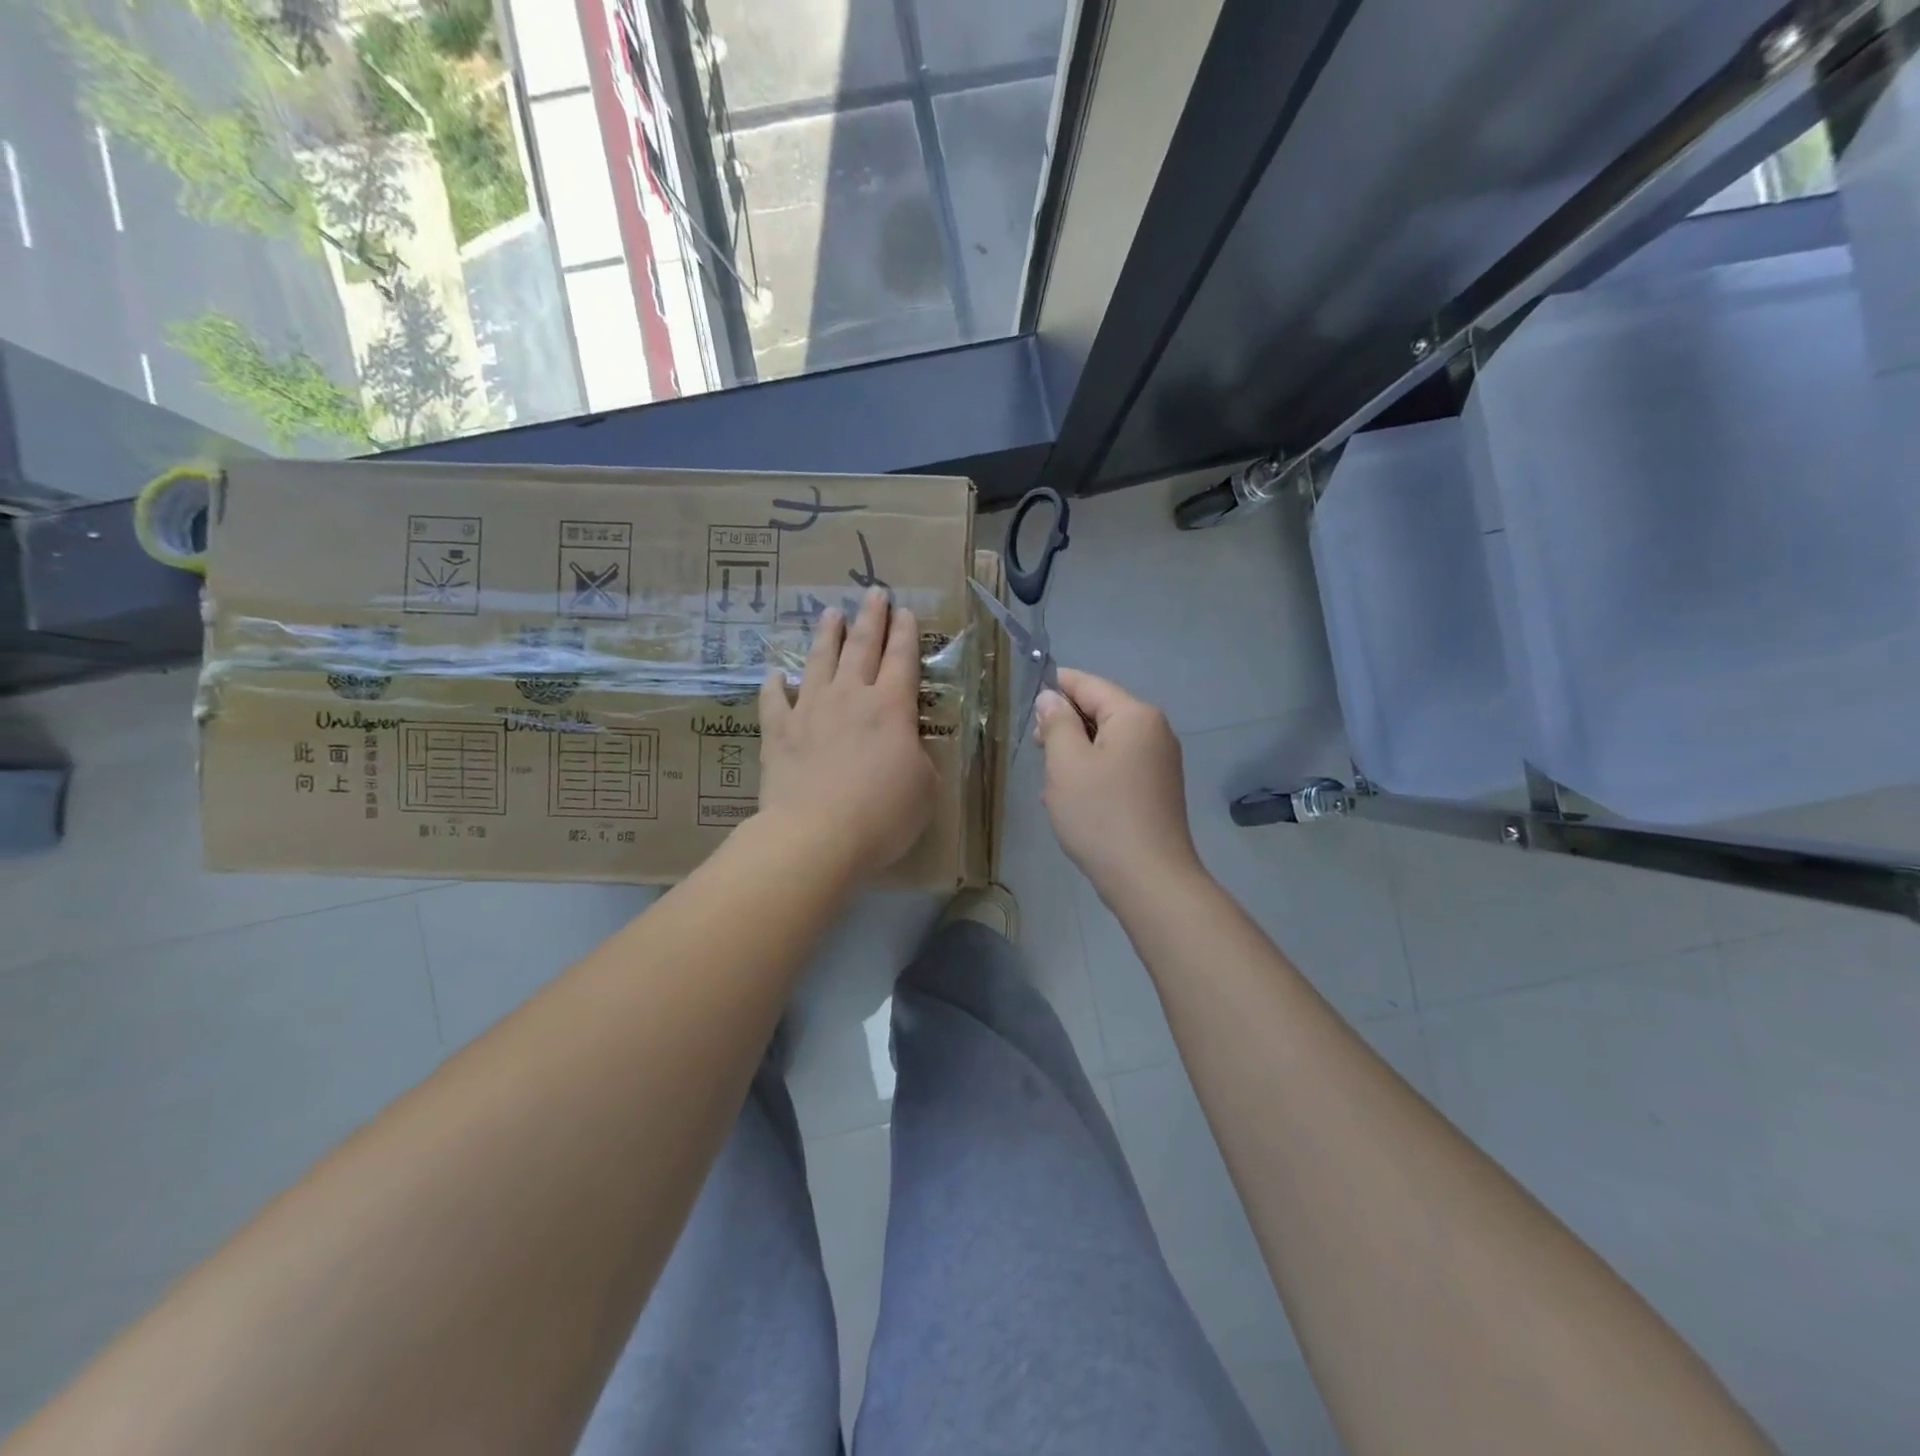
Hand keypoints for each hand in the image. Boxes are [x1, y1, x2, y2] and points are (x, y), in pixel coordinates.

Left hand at [758, 588, 937, 878]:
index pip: (902, 660)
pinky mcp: (778, 732)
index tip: (903, 610)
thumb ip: (919, 759)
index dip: (905, 633)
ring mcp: (810, 711)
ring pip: (819, 661)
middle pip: (862, 648)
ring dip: (826, 635)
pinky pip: (774, 700)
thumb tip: (907, 747)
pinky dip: (774, 684)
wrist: (817, 835)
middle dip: (870, 618)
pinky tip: (774, 673)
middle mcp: (851, 698)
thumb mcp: (924, 789)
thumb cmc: (882, 815)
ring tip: (830, 613)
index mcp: (891, 708)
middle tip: (873, 592)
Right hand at [1035, 668, 1203, 900]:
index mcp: (1135, 715)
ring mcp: (1159, 762)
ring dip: (1076, 752)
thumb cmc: (1101, 814)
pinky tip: (1072, 796)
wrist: (1148, 878)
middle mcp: (1154, 731)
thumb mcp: (1066, 764)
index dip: (1057, 686)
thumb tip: (1052, 698)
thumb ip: (1057, 723)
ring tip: (1049, 777)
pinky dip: (1093, 771)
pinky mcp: (1157, 789)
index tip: (1027, 696)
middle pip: (1101, 711)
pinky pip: (1118, 765)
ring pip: (1107, 741)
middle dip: (1066, 724)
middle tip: (1035, 746)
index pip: (1089, 684)